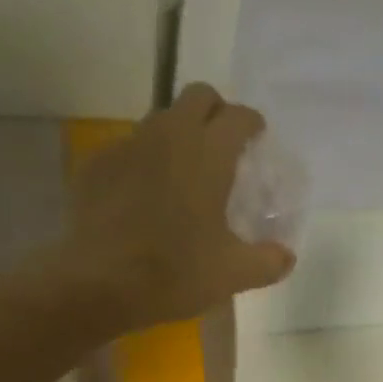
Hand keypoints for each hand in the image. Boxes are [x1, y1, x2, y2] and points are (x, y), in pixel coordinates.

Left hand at [62, 84, 295, 331]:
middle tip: (222, 145)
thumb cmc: (174, 272)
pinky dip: (143, 162)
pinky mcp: (95, 166)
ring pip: (160, 121)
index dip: (251, 124)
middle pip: (197, 96)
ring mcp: (127, 146)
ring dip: (178, 135)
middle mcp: (168, 135)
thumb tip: (286, 257)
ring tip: (183, 174)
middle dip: (214, 111)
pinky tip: (143, 197)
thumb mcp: (233, 274)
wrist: (97, 285)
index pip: (238, 116)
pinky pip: (127, 149)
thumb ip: (268, 261)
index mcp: (208, 153)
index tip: (257, 138)